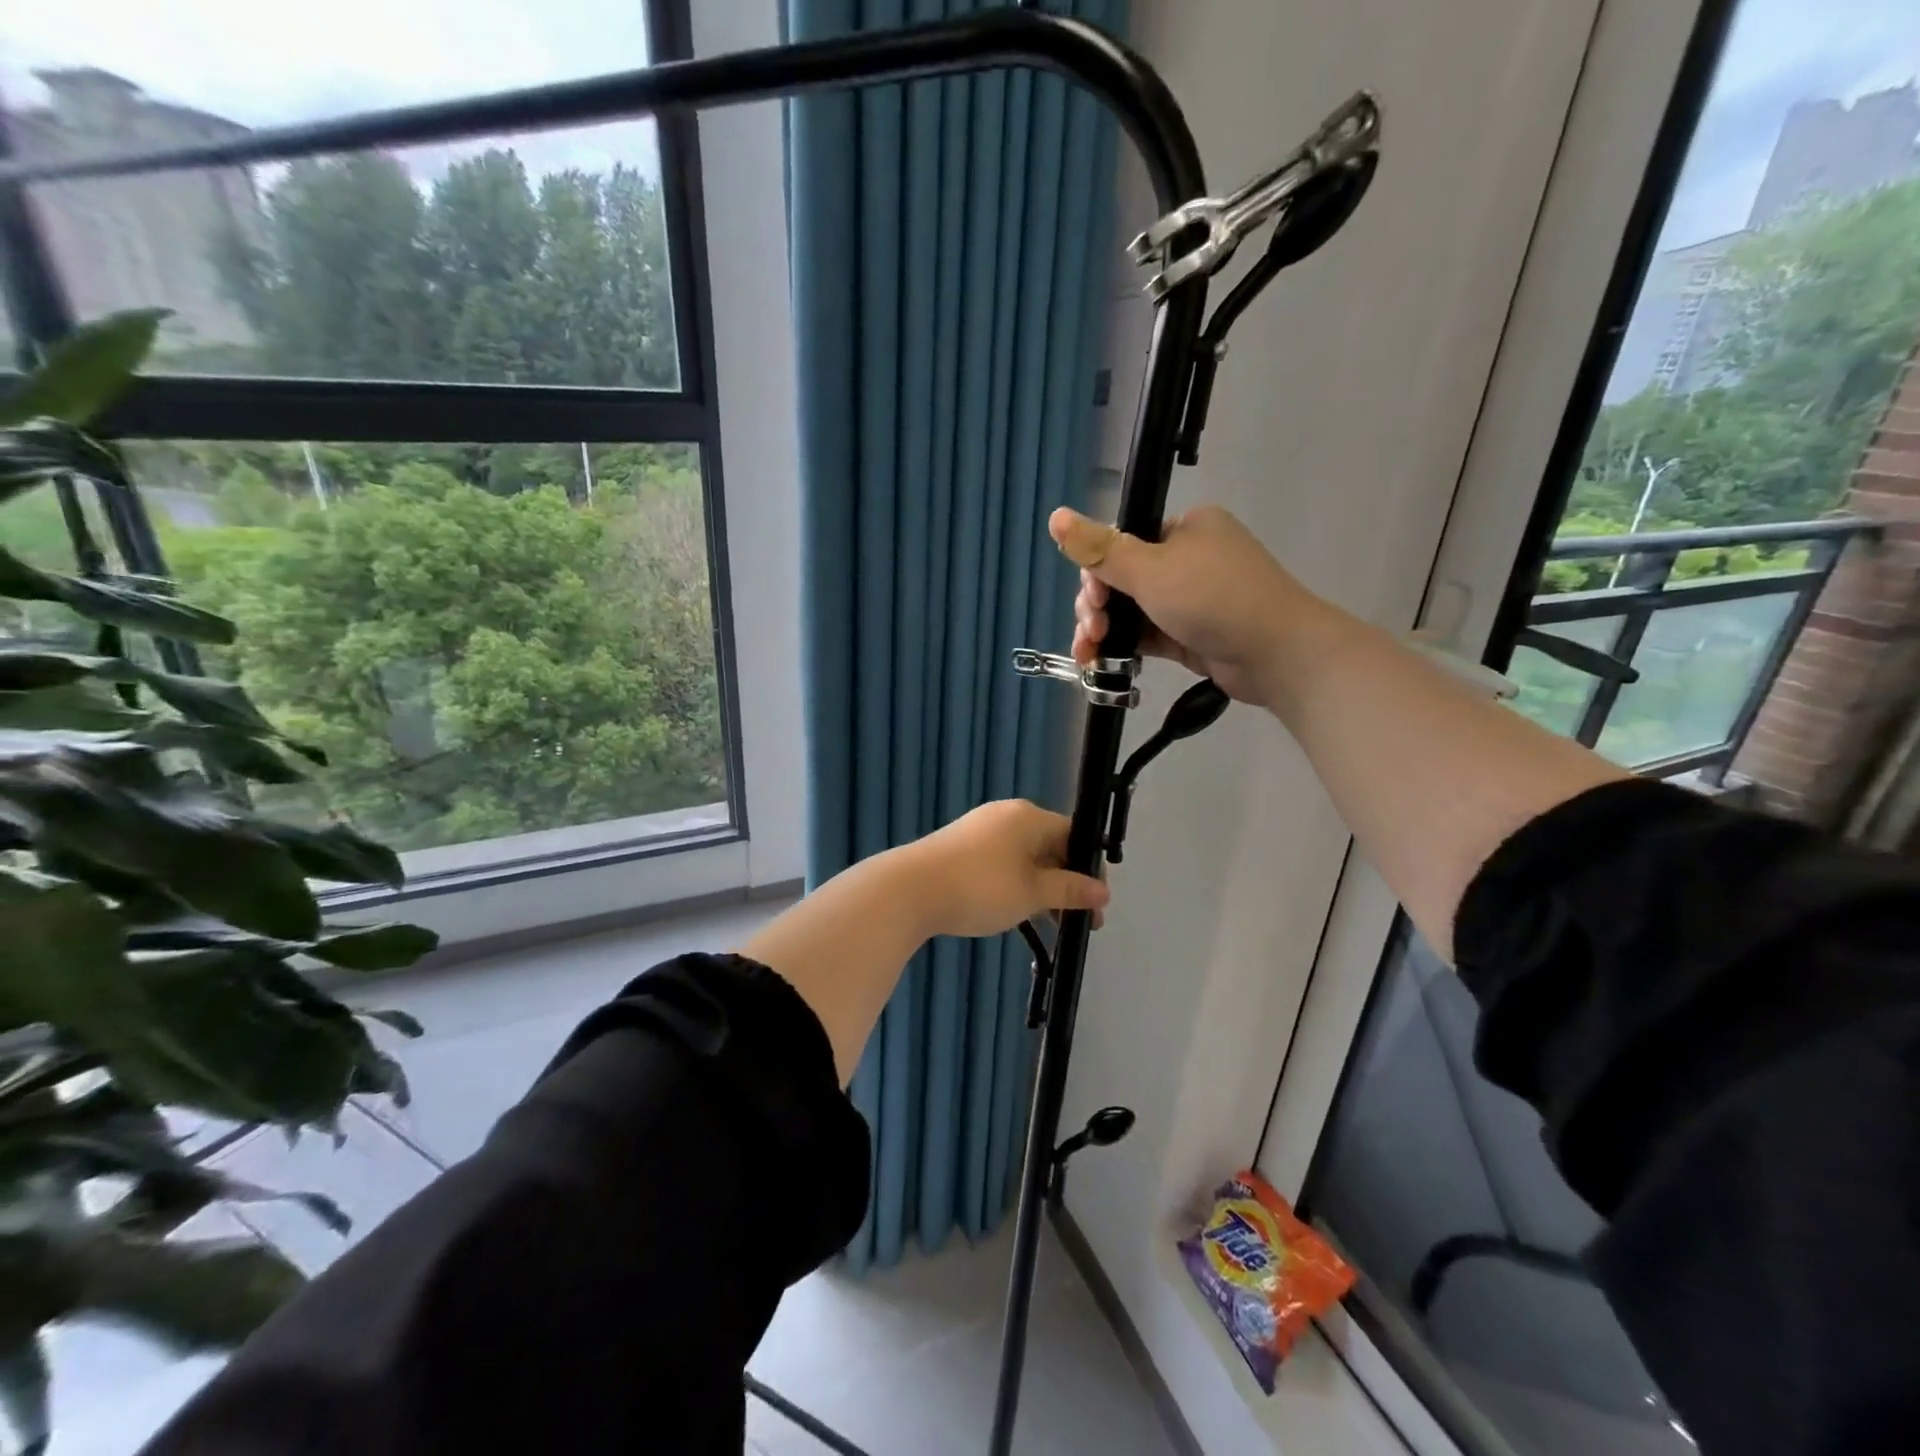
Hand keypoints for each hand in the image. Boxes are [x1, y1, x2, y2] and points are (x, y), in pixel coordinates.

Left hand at [896, 800, 1108, 939]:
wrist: (909, 890)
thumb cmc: (980, 887)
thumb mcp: (1032, 893)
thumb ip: (1069, 890)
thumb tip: (1103, 891)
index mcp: (1029, 817)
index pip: (1074, 835)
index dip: (1089, 870)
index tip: (1095, 906)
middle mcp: (1006, 816)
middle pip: (1050, 846)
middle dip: (1066, 884)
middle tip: (1077, 922)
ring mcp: (980, 830)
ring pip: (1025, 859)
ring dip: (1041, 889)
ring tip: (1048, 925)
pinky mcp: (961, 849)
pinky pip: (1002, 864)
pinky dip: (1016, 886)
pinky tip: (1015, 915)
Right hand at [1050, 505, 1330, 709]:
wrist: (1276, 653)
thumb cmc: (1214, 598)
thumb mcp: (1150, 570)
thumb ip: (1100, 549)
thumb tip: (1054, 515)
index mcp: (1184, 528)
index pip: (1122, 544)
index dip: (1096, 574)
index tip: (1092, 602)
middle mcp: (1187, 559)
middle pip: (1122, 580)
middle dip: (1097, 609)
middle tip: (1091, 632)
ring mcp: (1190, 600)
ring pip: (1131, 612)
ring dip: (1104, 632)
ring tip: (1090, 656)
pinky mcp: (1190, 634)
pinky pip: (1146, 635)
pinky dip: (1124, 647)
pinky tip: (1101, 664)